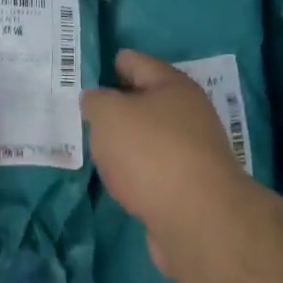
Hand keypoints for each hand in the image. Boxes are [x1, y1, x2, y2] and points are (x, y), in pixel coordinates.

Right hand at [83, 50, 251, 271]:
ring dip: (126, 141)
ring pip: (149, 137)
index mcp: (172, 85)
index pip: (134, 61)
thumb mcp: (109, 114)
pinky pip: (154, 169)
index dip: (109, 63)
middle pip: (145, 100)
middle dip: (117, 104)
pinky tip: (117, 178)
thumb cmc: (151, 152)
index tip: (84, 72)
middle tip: (83, 110)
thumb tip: (97, 102)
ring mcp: (192, 152)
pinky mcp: (190, 188)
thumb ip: (96, 102)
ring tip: (95, 146)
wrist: (198, 220)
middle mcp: (188, 113)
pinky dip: (136, 171)